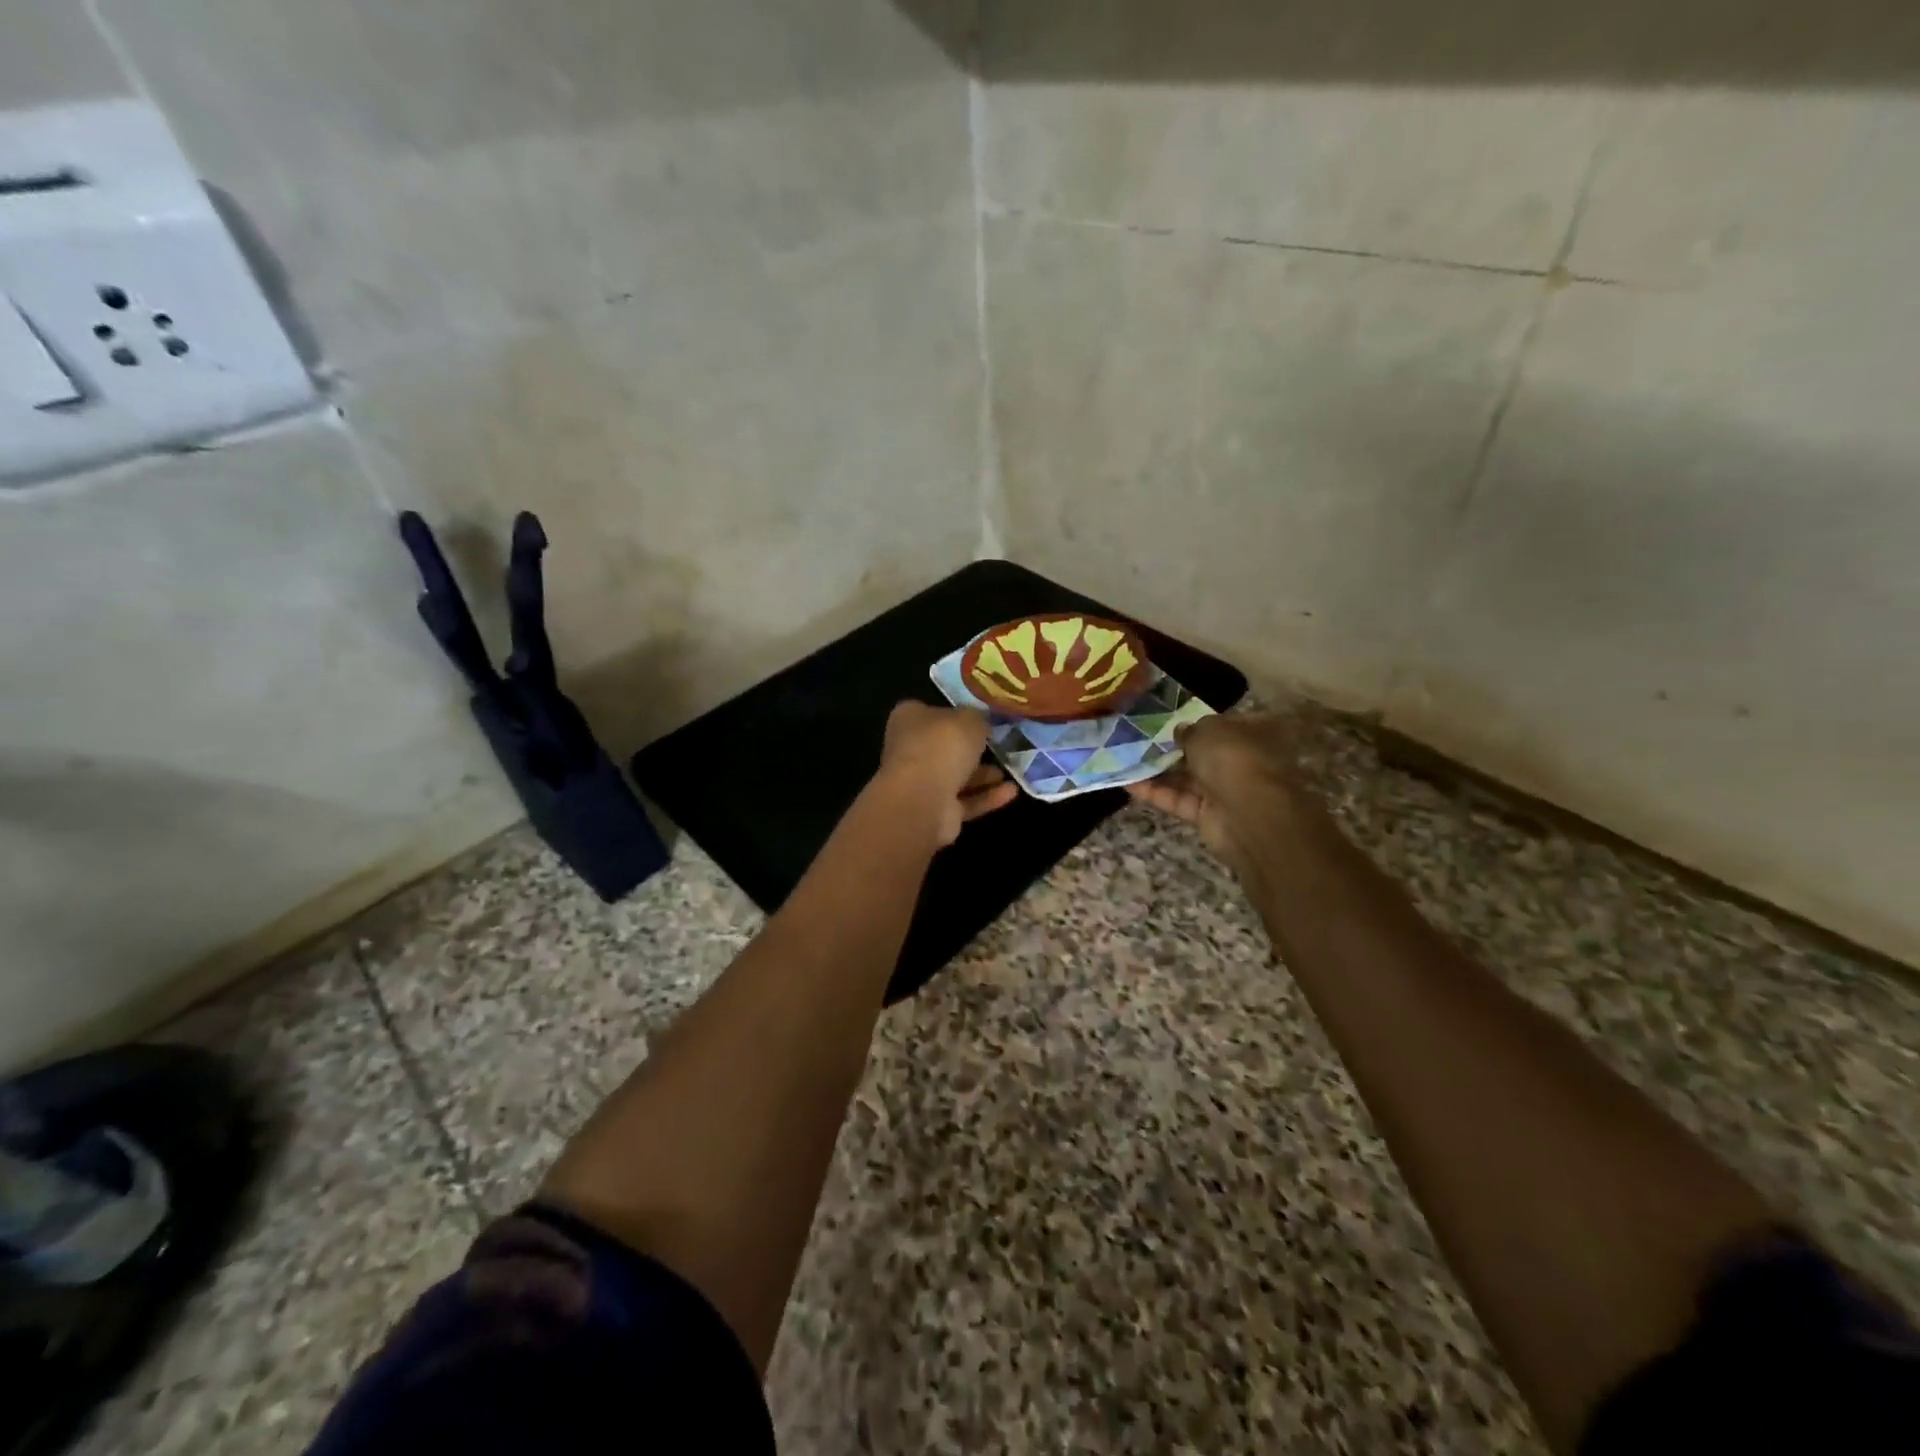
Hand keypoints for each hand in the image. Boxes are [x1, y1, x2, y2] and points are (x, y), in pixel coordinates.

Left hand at [877, 701, 1019, 845]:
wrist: (923, 799)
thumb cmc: (942, 746)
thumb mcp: (970, 719)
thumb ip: (977, 718)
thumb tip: (981, 722)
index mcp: (909, 719)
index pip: (930, 712)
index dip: (954, 714)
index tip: (979, 718)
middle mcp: (910, 750)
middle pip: (944, 747)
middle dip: (971, 749)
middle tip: (999, 747)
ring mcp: (920, 783)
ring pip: (955, 777)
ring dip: (982, 775)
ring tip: (1011, 770)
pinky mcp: (934, 811)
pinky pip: (964, 801)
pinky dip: (986, 797)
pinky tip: (1011, 792)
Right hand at [1127, 714, 1304, 867]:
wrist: (1249, 814)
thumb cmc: (1234, 758)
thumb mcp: (1207, 730)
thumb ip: (1190, 729)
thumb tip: (1181, 732)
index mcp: (1254, 733)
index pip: (1226, 723)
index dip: (1200, 721)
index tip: (1171, 720)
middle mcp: (1243, 761)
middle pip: (1204, 753)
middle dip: (1175, 747)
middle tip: (1140, 738)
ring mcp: (1226, 790)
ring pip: (1188, 778)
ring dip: (1159, 770)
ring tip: (1126, 759)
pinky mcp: (1208, 815)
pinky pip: (1179, 800)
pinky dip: (1155, 793)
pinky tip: (1128, 783)